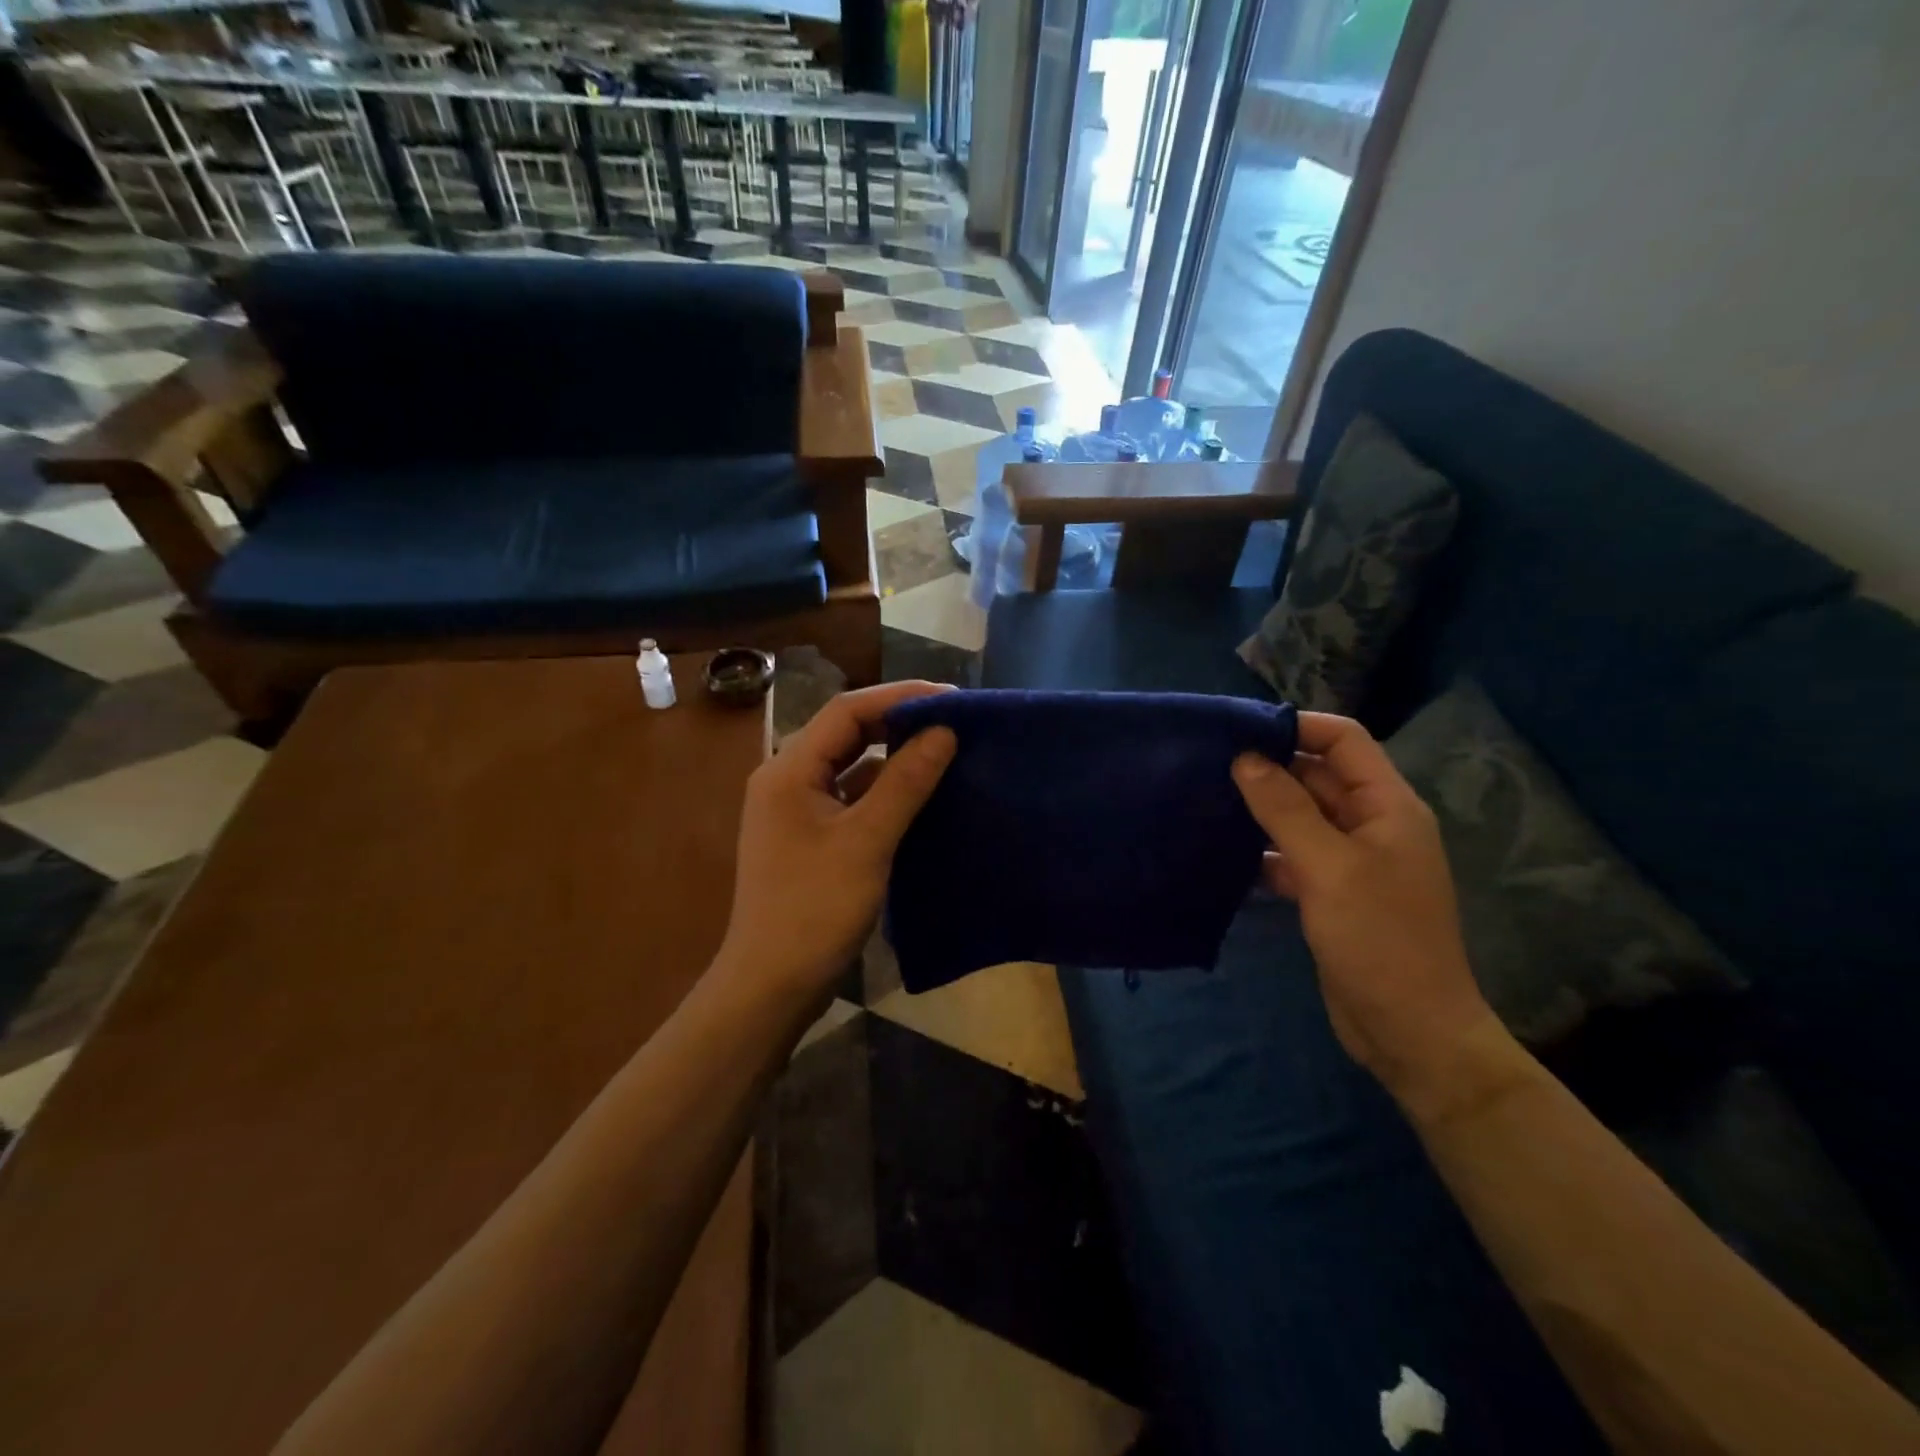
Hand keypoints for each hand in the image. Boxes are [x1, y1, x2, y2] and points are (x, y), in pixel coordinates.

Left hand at [716, 681, 956, 1004]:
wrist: (772, 986)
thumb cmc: (814, 910)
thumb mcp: (866, 842)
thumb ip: (905, 783)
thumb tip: (944, 731)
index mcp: (788, 770)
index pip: (846, 711)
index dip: (899, 697)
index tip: (951, 699)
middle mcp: (788, 780)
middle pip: (847, 733)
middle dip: (899, 722)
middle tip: (954, 721)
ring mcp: (798, 810)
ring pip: (851, 766)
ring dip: (894, 756)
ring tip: (945, 750)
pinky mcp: (812, 838)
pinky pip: (852, 798)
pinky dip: (885, 791)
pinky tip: (921, 794)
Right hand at [1232, 713, 1504, 1106]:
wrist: (1409, 1031)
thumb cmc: (1378, 939)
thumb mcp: (1328, 867)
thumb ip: (1284, 808)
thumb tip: (1243, 758)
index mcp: (1387, 806)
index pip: (1345, 740)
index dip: (1299, 726)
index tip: (1241, 729)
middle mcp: (1370, 824)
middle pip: (1317, 776)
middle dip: (1269, 767)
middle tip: (1208, 763)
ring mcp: (1350, 860)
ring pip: (1299, 816)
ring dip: (1260, 808)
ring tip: (1205, 799)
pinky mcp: (1329, 892)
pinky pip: (1291, 854)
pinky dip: (1261, 850)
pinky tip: (1221, 851)